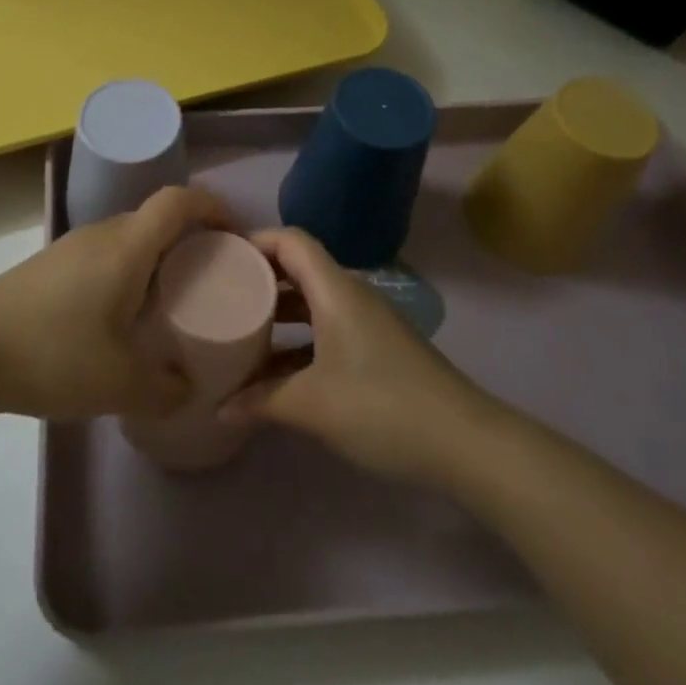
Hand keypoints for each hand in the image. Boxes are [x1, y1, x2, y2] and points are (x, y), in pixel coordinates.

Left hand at [0, 186, 232, 421]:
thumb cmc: (52, 354)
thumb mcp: (120, 384)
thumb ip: (166, 390)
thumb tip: (190, 388)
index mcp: (127, 246)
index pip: (180, 200)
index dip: (214, 206)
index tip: (237, 234)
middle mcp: (102, 233)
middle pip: (157, 218)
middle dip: (192, 238)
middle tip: (213, 278)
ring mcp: (72, 245)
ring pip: (130, 237)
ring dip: (158, 257)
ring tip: (173, 299)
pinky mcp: (51, 264)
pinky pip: (106, 254)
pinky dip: (129, 270)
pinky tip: (123, 315)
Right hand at [222, 227, 494, 483]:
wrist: (466, 444)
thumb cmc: (383, 408)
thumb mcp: (313, 405)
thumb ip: (261, 401)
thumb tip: (219, 407)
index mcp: (335, 291)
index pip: (291, 240)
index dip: (256, 241)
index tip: (221, 257)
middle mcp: (351, 296)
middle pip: (300, 268)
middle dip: (261, 277)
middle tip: (222, 292)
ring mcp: (367, 323)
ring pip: (313, 301)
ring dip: (280, 312)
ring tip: (242, 329)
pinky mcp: (377, 349)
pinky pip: (327, 328)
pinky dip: (300, 339)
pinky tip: (277, 370)